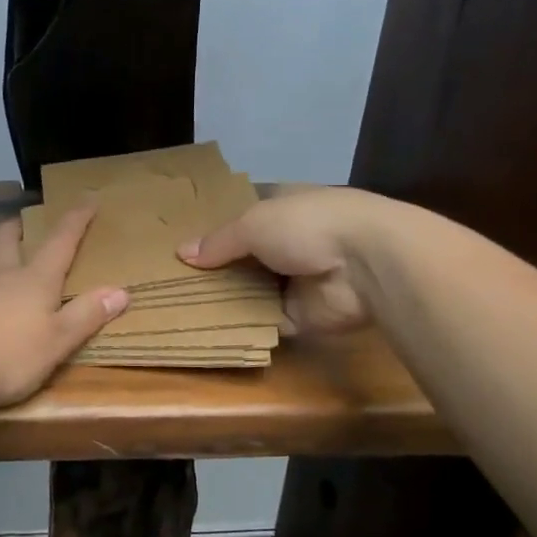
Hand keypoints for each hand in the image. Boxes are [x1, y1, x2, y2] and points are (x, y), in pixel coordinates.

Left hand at [0, 205, 128, 413]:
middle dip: (19, 229)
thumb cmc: (6, 359)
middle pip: (7, 240)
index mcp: (33, 281)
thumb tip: (121, 290)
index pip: (60, 242)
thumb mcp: (57, 343)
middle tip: (23, 223)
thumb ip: (87, 316)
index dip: (76, 219)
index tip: (87, 197)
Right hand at [179, 186, 379, 336]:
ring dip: (225, 299)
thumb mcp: (253, 223)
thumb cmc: (307, 225)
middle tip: (170, 279)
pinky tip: (206, 330)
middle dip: (214, 266)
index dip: (214, 223)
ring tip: (178, 307)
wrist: (366, 265)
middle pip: (244, 255)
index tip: (180, 236)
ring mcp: (296, 280)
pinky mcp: (302, 315)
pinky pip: (264, 321)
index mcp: (282, 206)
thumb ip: (218, 241)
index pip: (242, 212)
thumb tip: (182, 253)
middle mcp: (289, 241)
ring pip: (251, 290)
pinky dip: (242, 326)